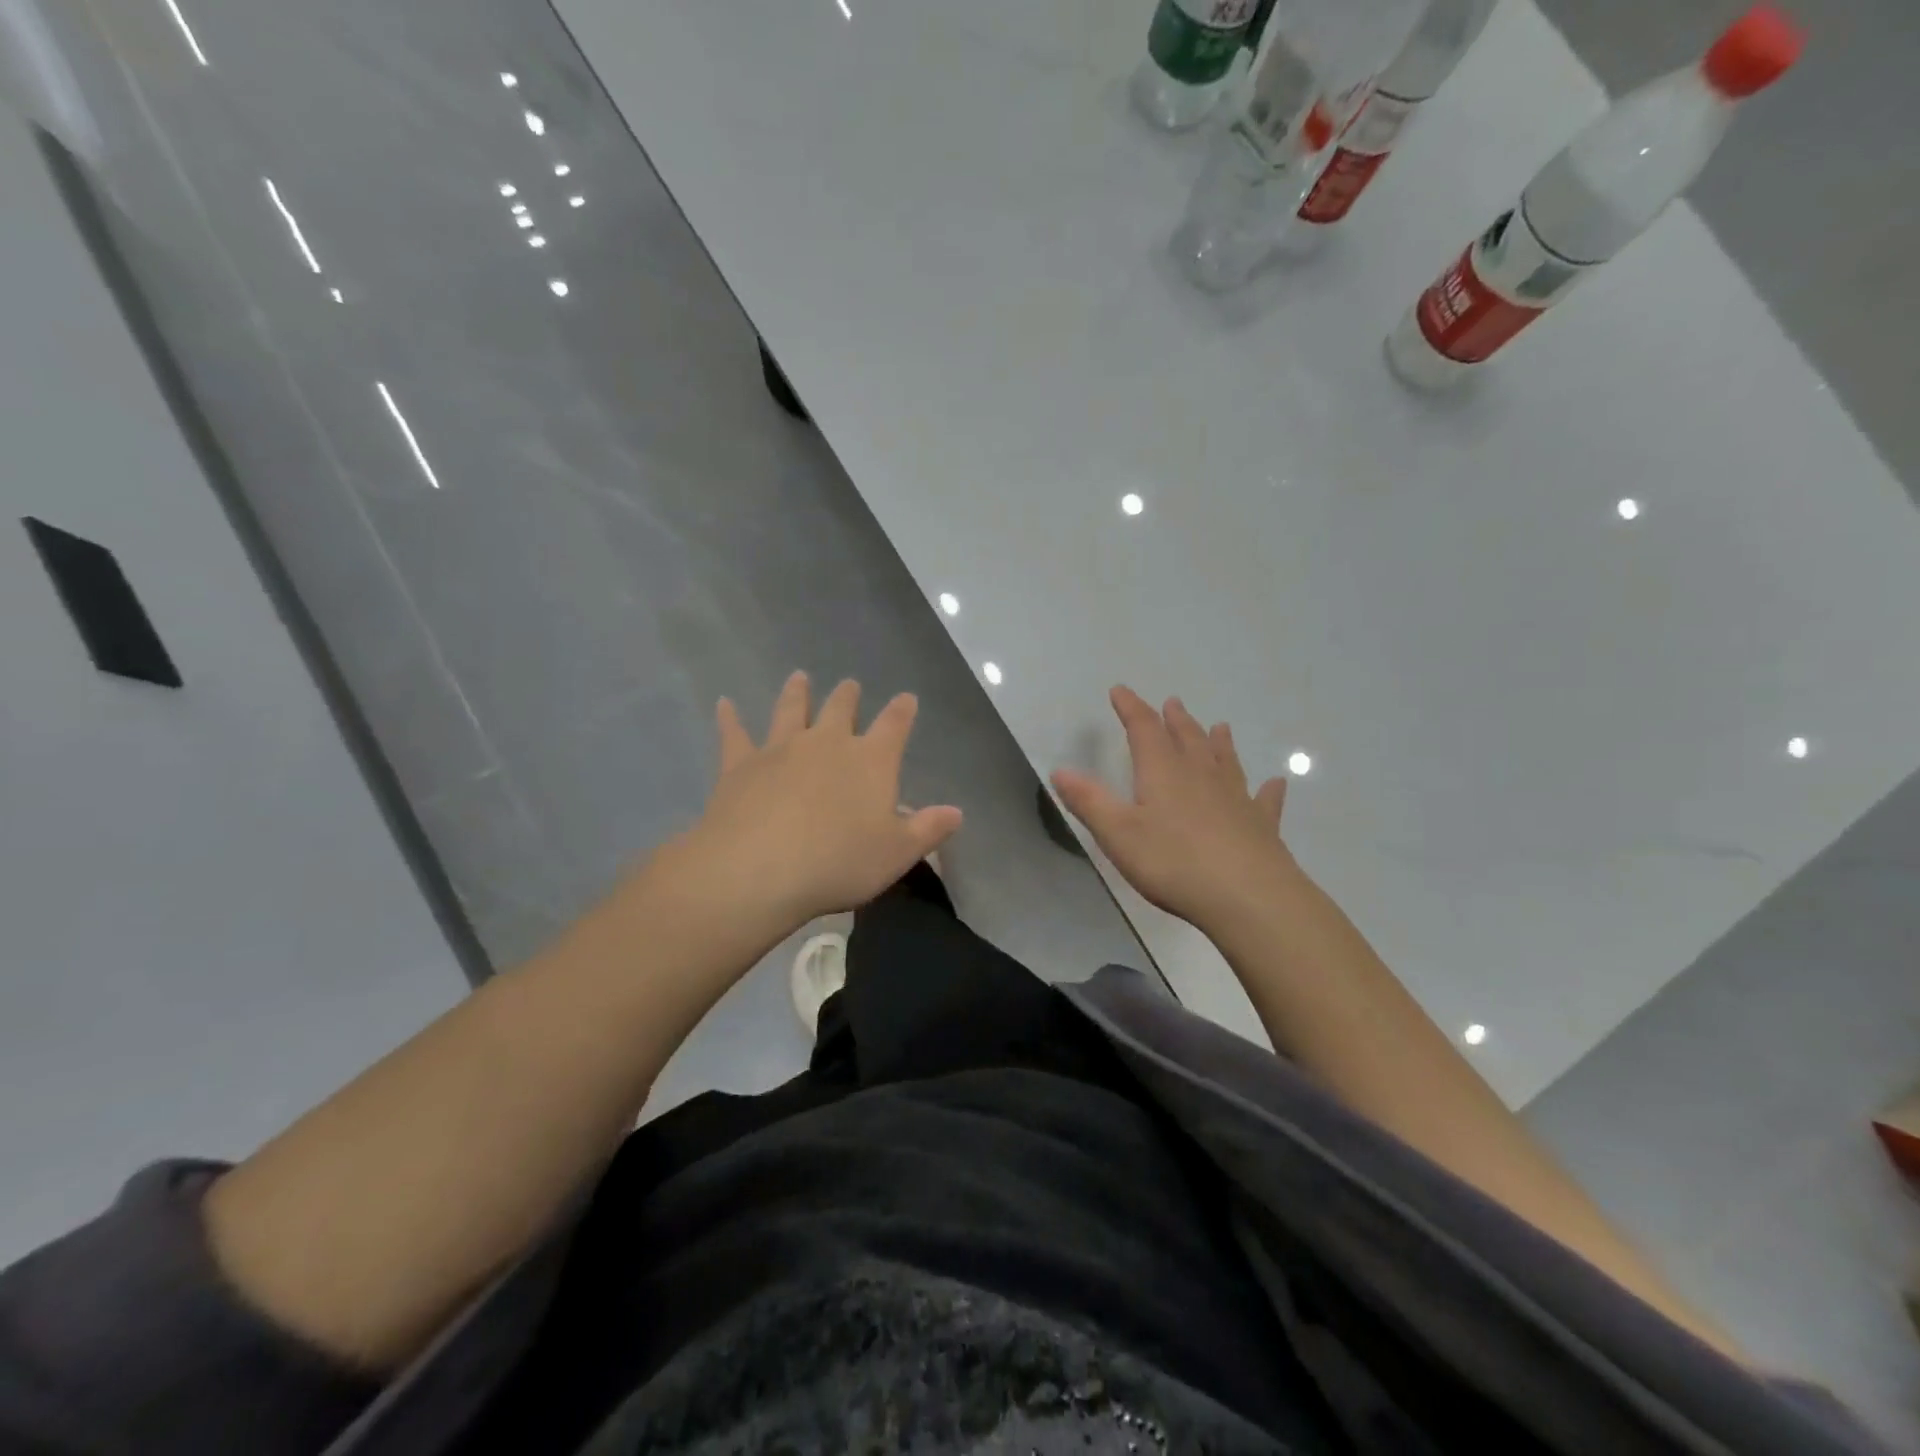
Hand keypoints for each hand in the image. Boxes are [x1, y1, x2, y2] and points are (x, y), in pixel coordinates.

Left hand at [674, 671, 961, 929]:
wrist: (759, 869)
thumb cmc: (838, 863)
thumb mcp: (897, 854)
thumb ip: (928, 830)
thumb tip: (956, 812)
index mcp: (870, 760)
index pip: (893, 726)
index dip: (902, 711)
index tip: (907, 698)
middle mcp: (827, 743)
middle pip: (840, 709)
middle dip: (848, 696)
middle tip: (850, 684)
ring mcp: (780, 748)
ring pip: (791, 709)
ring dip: (797, 692)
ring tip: (799, 677)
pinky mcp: (740, 763)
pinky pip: (735, 733)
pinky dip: (729, 717)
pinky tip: (724, 704)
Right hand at [1051, 686, 1297, 929]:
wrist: (1248, 897)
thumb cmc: (1173, 863)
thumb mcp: (1118, 833)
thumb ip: (1089, 801)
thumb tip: (1060, 770)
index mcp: (1163, 772)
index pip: (1144, 730)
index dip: (1131, 708)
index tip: (1120, 690)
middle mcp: (1201, 775)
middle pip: (1187, 739)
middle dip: (1175, 720)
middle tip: (1172, 703)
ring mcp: (1236, 798)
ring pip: (1225, 761)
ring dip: (1219, 743)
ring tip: (1220, 727)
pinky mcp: (1261, 825)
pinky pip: (1264, 799)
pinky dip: (1268, 789)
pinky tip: (1276, 782)